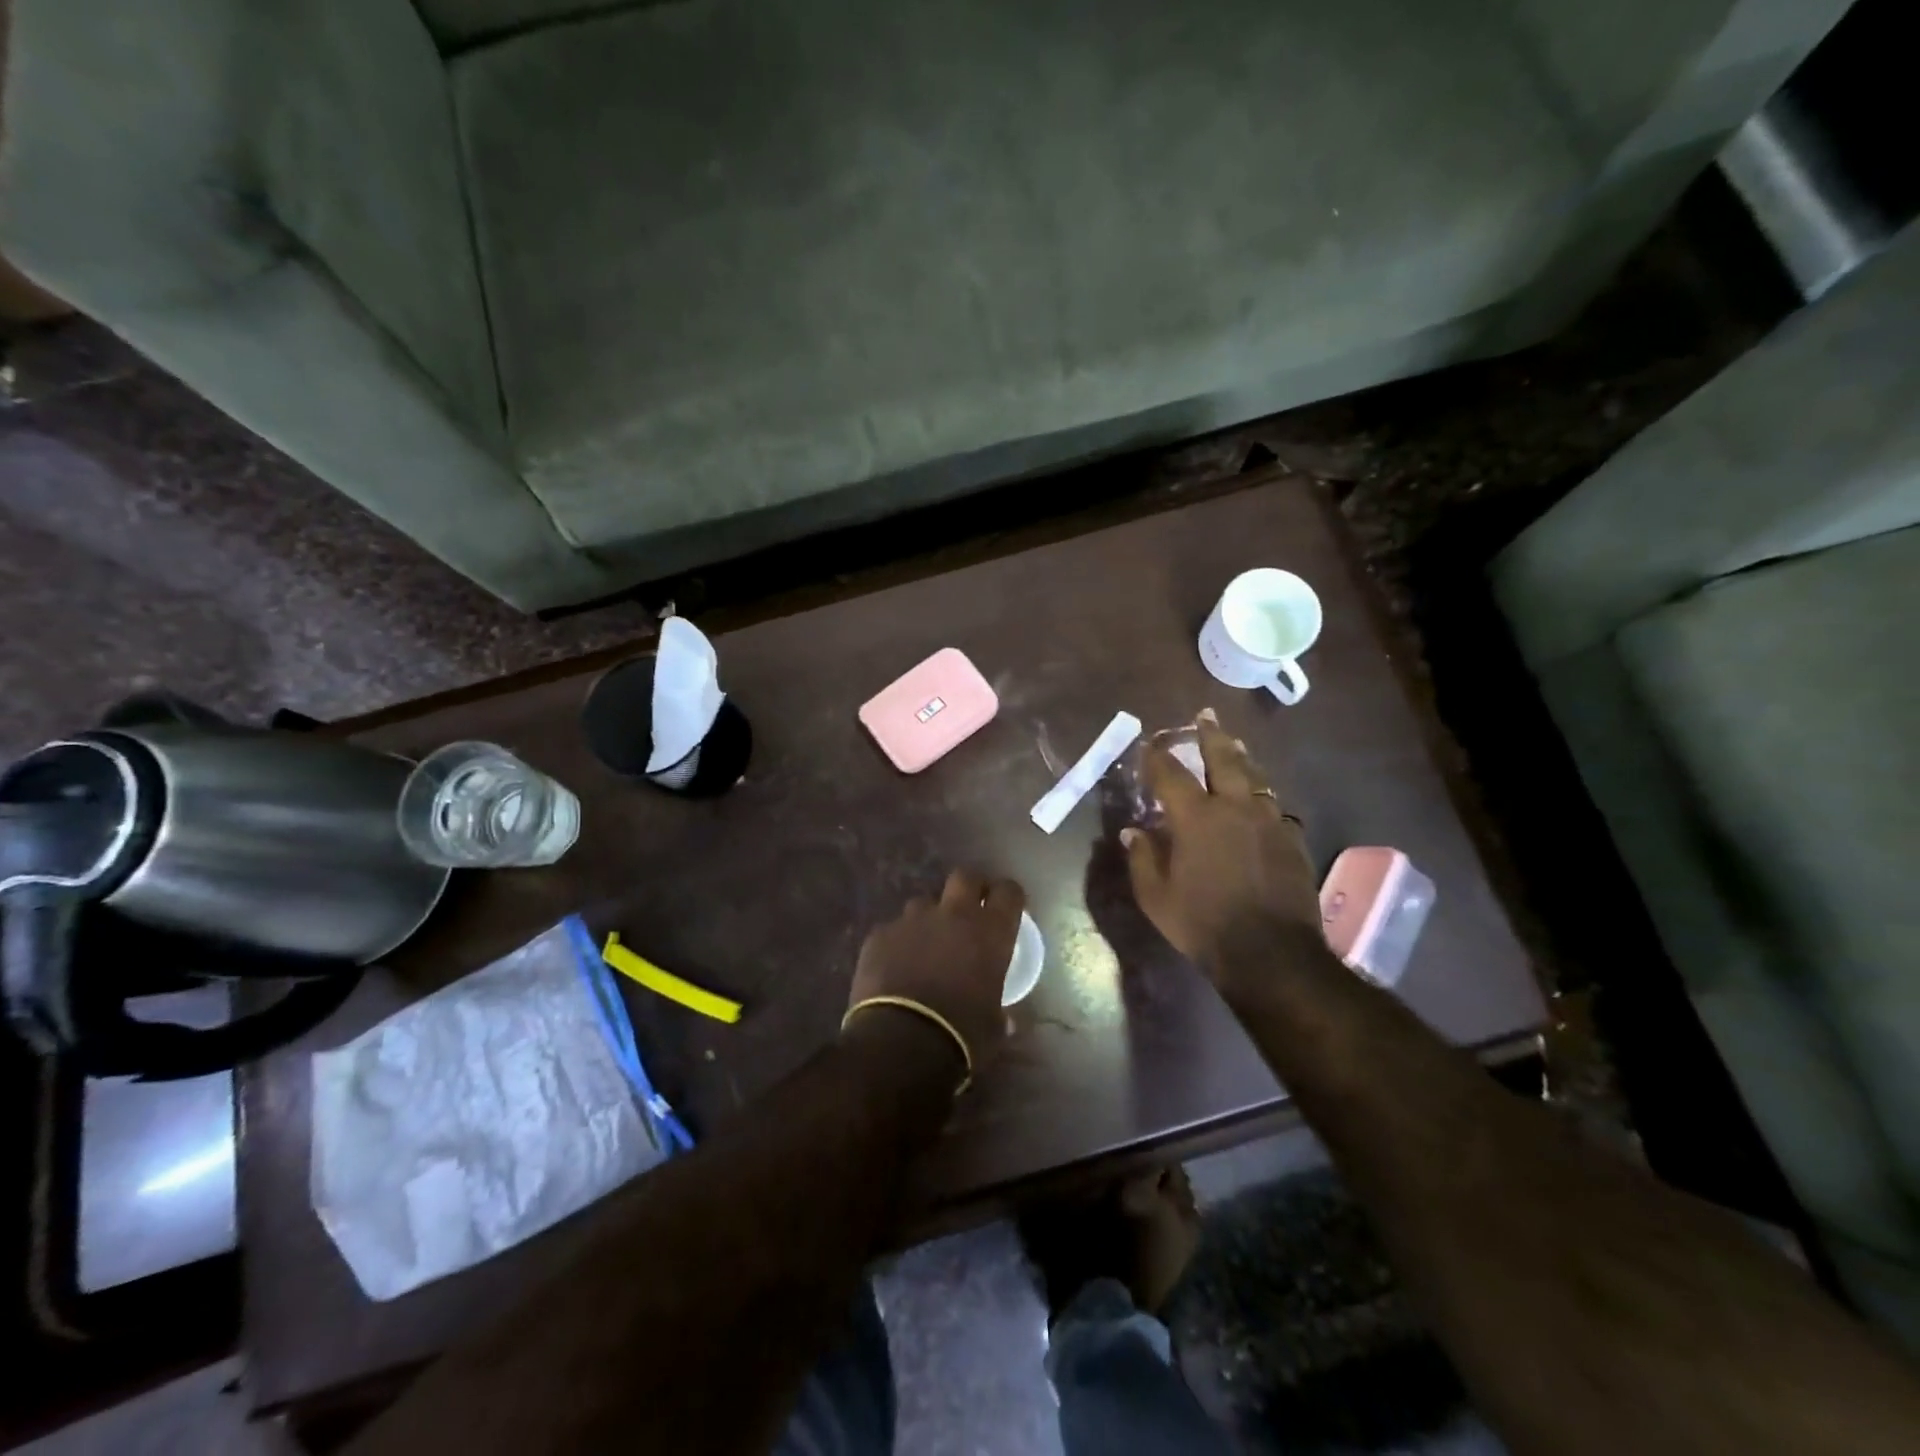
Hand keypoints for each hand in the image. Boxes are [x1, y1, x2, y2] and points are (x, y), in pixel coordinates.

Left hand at [846, 869, 1024, 1085]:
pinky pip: (893, 930)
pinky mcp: (879, 934)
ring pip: (924, 902)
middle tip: (970, 910)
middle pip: (965, 877)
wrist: (901, 1042)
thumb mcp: (994, 1027)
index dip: (1009, 897)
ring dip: (930, 918)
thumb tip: (1006, 1019)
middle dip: (970, 888)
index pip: (1008, 892)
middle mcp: (953, 914)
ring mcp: (912, 920)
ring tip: (927, 944)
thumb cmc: (962, 1034)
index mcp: (990, 931)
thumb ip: (1000, 1013)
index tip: (1007, 910)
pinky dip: (898, 942)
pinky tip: (895, 966)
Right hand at [1122, 711, 1321, 985]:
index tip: (1148, 744)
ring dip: (1242, 758)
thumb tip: (1134, 831)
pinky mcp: (1292, 840)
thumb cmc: (1203, 924)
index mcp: (1196, 818)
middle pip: (1223, 758)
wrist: (1271, 954)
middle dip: (1210, 734)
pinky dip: (1262, 797)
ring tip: (1235, 746)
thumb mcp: (1156, 897)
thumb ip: (1143, 859)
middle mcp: (1235, 808)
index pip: (1170, 774)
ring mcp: (1269, 822)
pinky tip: (1261, 802)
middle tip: (1205, 715)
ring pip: (1256, 778)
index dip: (1156, 756)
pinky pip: (1275, 807)